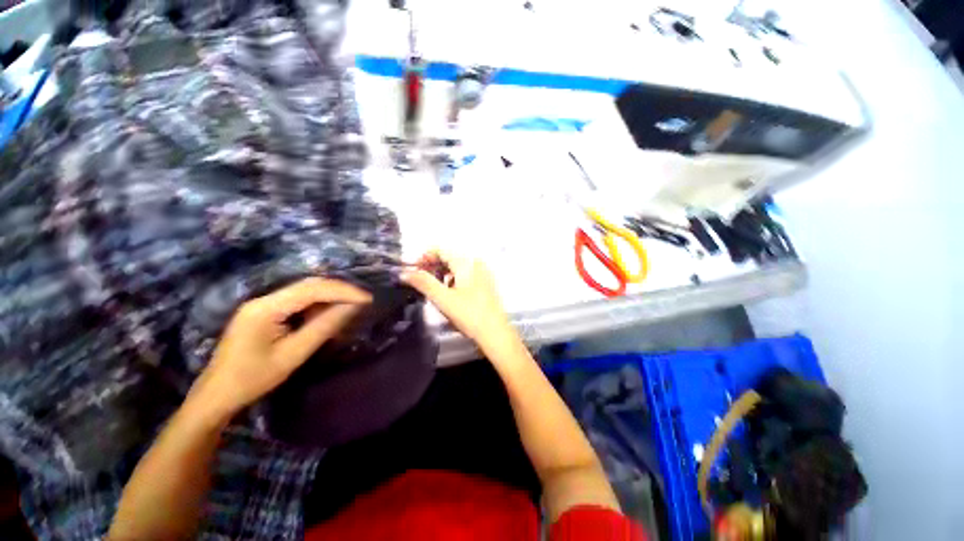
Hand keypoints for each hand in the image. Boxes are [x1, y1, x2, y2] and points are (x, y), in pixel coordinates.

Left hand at [190, 278, 370, 418]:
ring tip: (352, 305)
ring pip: (304, 290)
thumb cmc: (253, 379)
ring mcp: (262, 303)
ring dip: (330, 296)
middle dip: (339, 290)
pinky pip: (297, 300)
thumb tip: (353, 307)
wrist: (216, 395)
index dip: (343, 291)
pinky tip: (328, 312)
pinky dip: (317, 303)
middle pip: (308, 285)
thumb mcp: (293, 355)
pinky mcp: (264, 311)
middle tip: (364, 300)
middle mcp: (263, 299)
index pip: (312, 289)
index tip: (368, 299)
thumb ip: (324, 327)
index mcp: (266, 308)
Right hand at [402, 250, 518, 355]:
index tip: (413, 271)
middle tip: (421, 282)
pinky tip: (451, 294)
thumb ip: (423, 283)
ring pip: (457, 266)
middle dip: (433, 266)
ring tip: (435, 290)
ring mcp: (483, 272)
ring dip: (443, 274)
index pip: (441, 249)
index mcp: (466, 262)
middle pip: (449, 257)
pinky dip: (454, 279)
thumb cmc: (469, 314)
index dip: (424, 257)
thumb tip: (404, 273)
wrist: (495, 333)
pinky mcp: (486, 283)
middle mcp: (476, 262)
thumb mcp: (443, 299)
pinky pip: (466, 274)